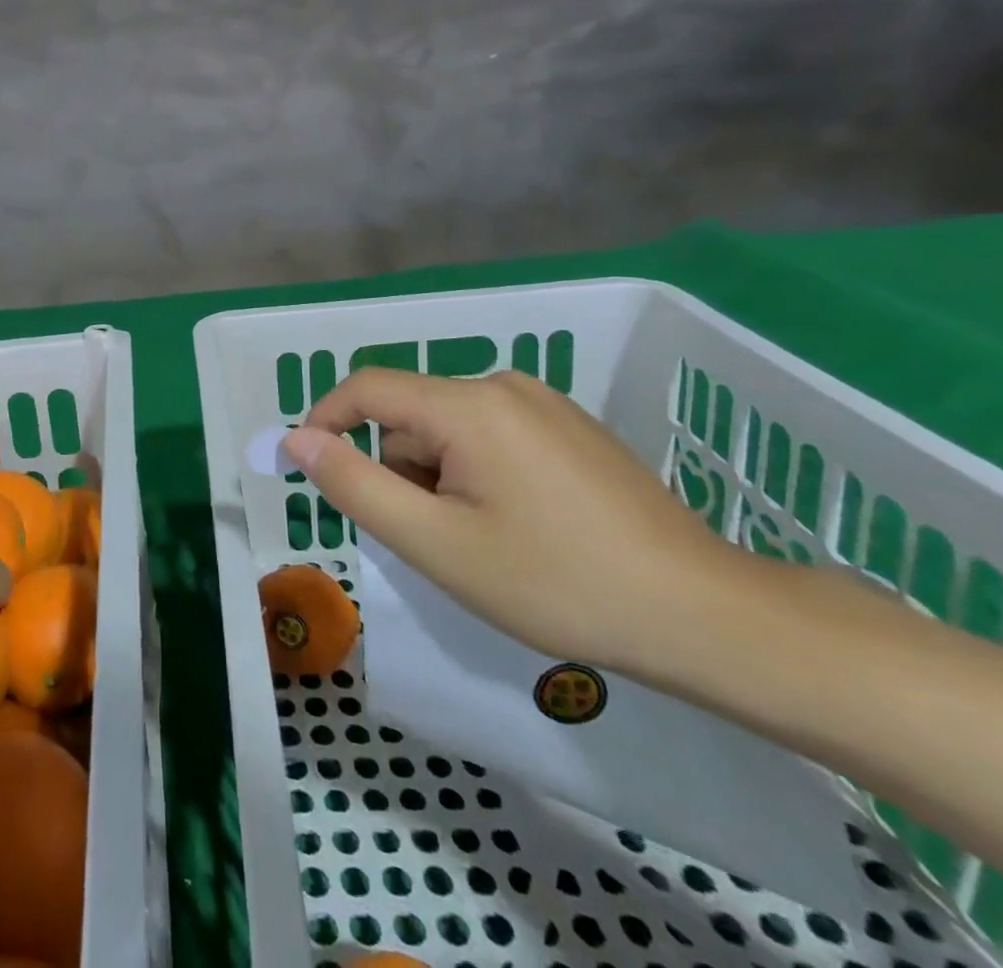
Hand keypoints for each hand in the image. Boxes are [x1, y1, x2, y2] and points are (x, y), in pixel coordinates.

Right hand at [284, 368, 752, 671]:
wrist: (704, 617)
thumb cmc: (555, 582)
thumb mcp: (436, 543)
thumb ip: (356, 485)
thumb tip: (298, 439)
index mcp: (469, 404)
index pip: (367, 388)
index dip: (326, 422)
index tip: (313, 472)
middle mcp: (504, 385)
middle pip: (411, 415)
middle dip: (399, 471)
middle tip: (431, 540)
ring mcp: (544, 404)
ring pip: (449, 429)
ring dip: (438, 477)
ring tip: (481, 541)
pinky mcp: (571, 427)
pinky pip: (490, 435)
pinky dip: (475, 473)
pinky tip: (520, 527)